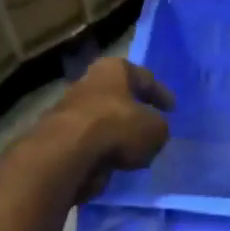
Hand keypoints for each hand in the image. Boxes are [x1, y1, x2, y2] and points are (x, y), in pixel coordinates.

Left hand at [52, 57, 173, 201]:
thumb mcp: (155, 129)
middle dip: (133, 110)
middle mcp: (89, 81)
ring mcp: (69, 107)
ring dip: (115, 131)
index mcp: (114, 69)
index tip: (171, 108)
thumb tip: (153, 132)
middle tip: (149, 124)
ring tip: (132, 148)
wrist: (68, 153)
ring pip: (101, 118)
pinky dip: (100, 148)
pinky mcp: (58, 135)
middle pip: (118, 95)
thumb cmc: (118, 127)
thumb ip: (158, 128)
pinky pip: (89, 140)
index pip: (144, 77)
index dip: (160, 93)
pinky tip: (112, 161)